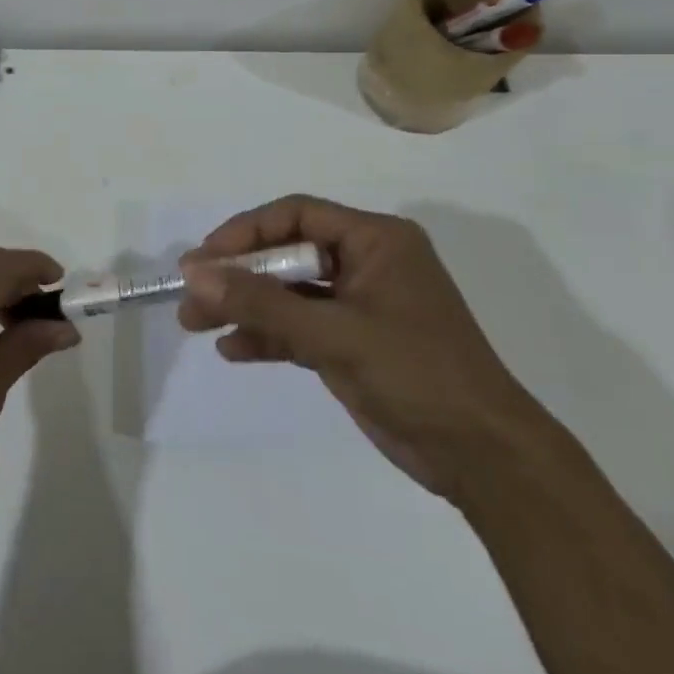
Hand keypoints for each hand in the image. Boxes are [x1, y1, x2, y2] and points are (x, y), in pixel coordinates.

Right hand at [180, 196, 549, 497]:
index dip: (246, 231)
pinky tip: (232, 349)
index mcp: (375, 240)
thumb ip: (263, 302)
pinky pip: (299, 327)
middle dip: (238, 275)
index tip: (206, 258)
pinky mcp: (352, 343)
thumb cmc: (417, 374)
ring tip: (195, 323)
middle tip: (190, 294)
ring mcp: (358, 305)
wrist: (483, 457)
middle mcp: (365, 263)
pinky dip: (267, 336)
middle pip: (287, 254)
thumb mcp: (335, 333)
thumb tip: (195, 273)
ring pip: (288, 293)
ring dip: (245, 306)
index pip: (297, 215)